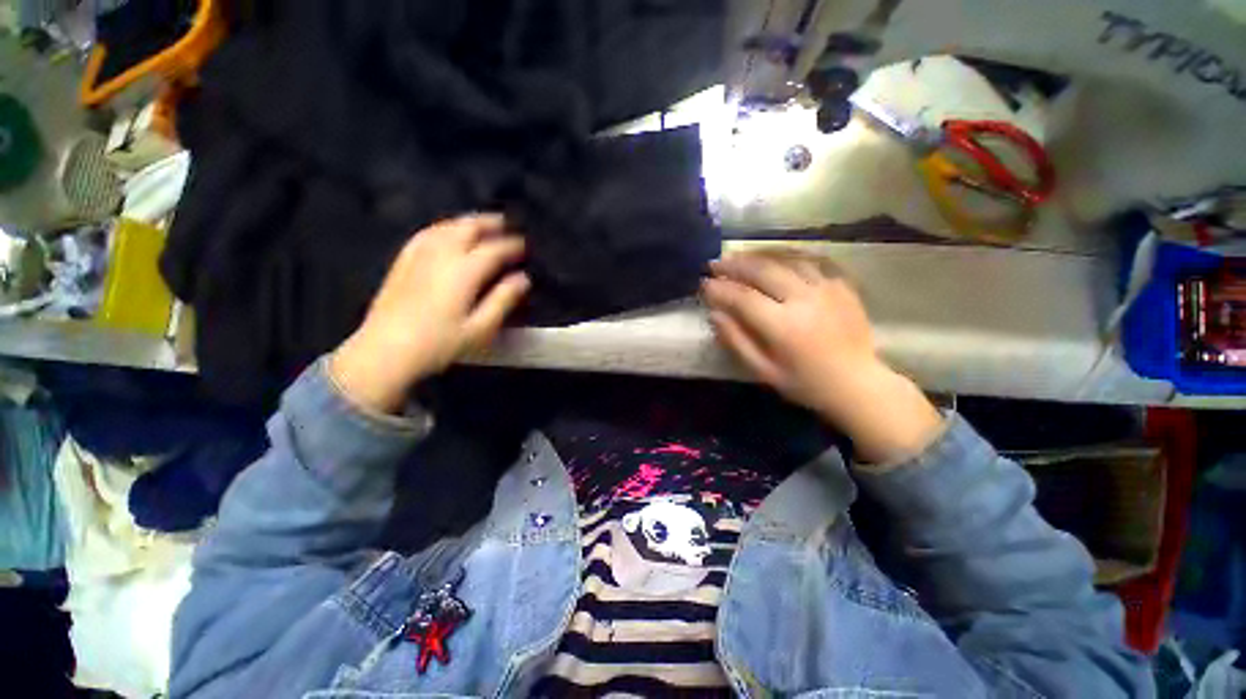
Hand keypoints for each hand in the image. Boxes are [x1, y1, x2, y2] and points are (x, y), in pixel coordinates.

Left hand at [331, 214, 529, 413]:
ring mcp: (418, 256)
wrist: (385, 352)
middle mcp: (441, 256)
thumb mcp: (480, 328)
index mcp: (464, 272)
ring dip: (467, 222)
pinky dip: (442, 228)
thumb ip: (503, 300)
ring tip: (481, 223)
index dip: (512, 246)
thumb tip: (523, 279)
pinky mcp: (403, 262)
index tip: (525, 245)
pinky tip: (446, 231)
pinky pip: (425, 234)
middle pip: (467, 229)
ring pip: (446, 227)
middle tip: (506, 223)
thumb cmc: (439, 343)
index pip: (493, 250)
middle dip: (489, 223)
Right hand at [702, 251, 942, 462]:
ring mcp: (827, 287)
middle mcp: (805, 299)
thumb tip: (714, 313)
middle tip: (715, 264)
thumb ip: (736, 341)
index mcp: (784, 326)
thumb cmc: (805, 383)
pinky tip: (774, 256)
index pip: (743, 297)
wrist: (858, 383)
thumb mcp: (763, 371)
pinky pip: (811, 259)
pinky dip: (787, 255)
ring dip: (757, 255)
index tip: (703, 284)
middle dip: (734, 265)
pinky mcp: (842, 284)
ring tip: (738, 256)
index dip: (720, 289)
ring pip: (786, 259)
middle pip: (763, 270)